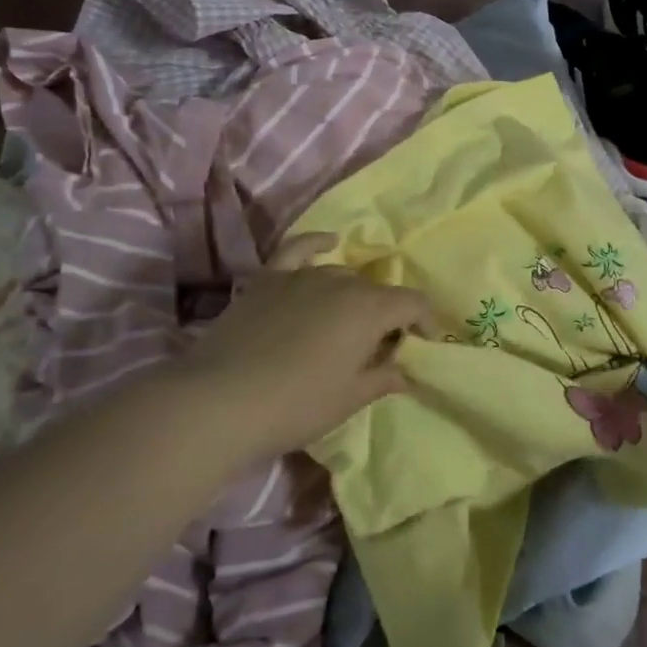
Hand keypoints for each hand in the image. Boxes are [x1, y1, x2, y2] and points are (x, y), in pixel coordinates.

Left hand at [170, 235, 439, 460]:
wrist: (219, 401)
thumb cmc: (297, 404)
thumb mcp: (350, 398)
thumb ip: (384, 378)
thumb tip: (405, 371)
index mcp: (369, 309)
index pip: (413, 303)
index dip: (427, 322)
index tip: (426, 345)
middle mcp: (341, 282)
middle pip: (377, 291)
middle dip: (389, 316)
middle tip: (381, 350)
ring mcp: (301, 276)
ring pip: (342, 275)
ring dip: (355, 296)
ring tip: (349, 324)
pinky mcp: (267, 279)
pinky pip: (298, 249)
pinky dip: (316, 243)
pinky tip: (329, 242)